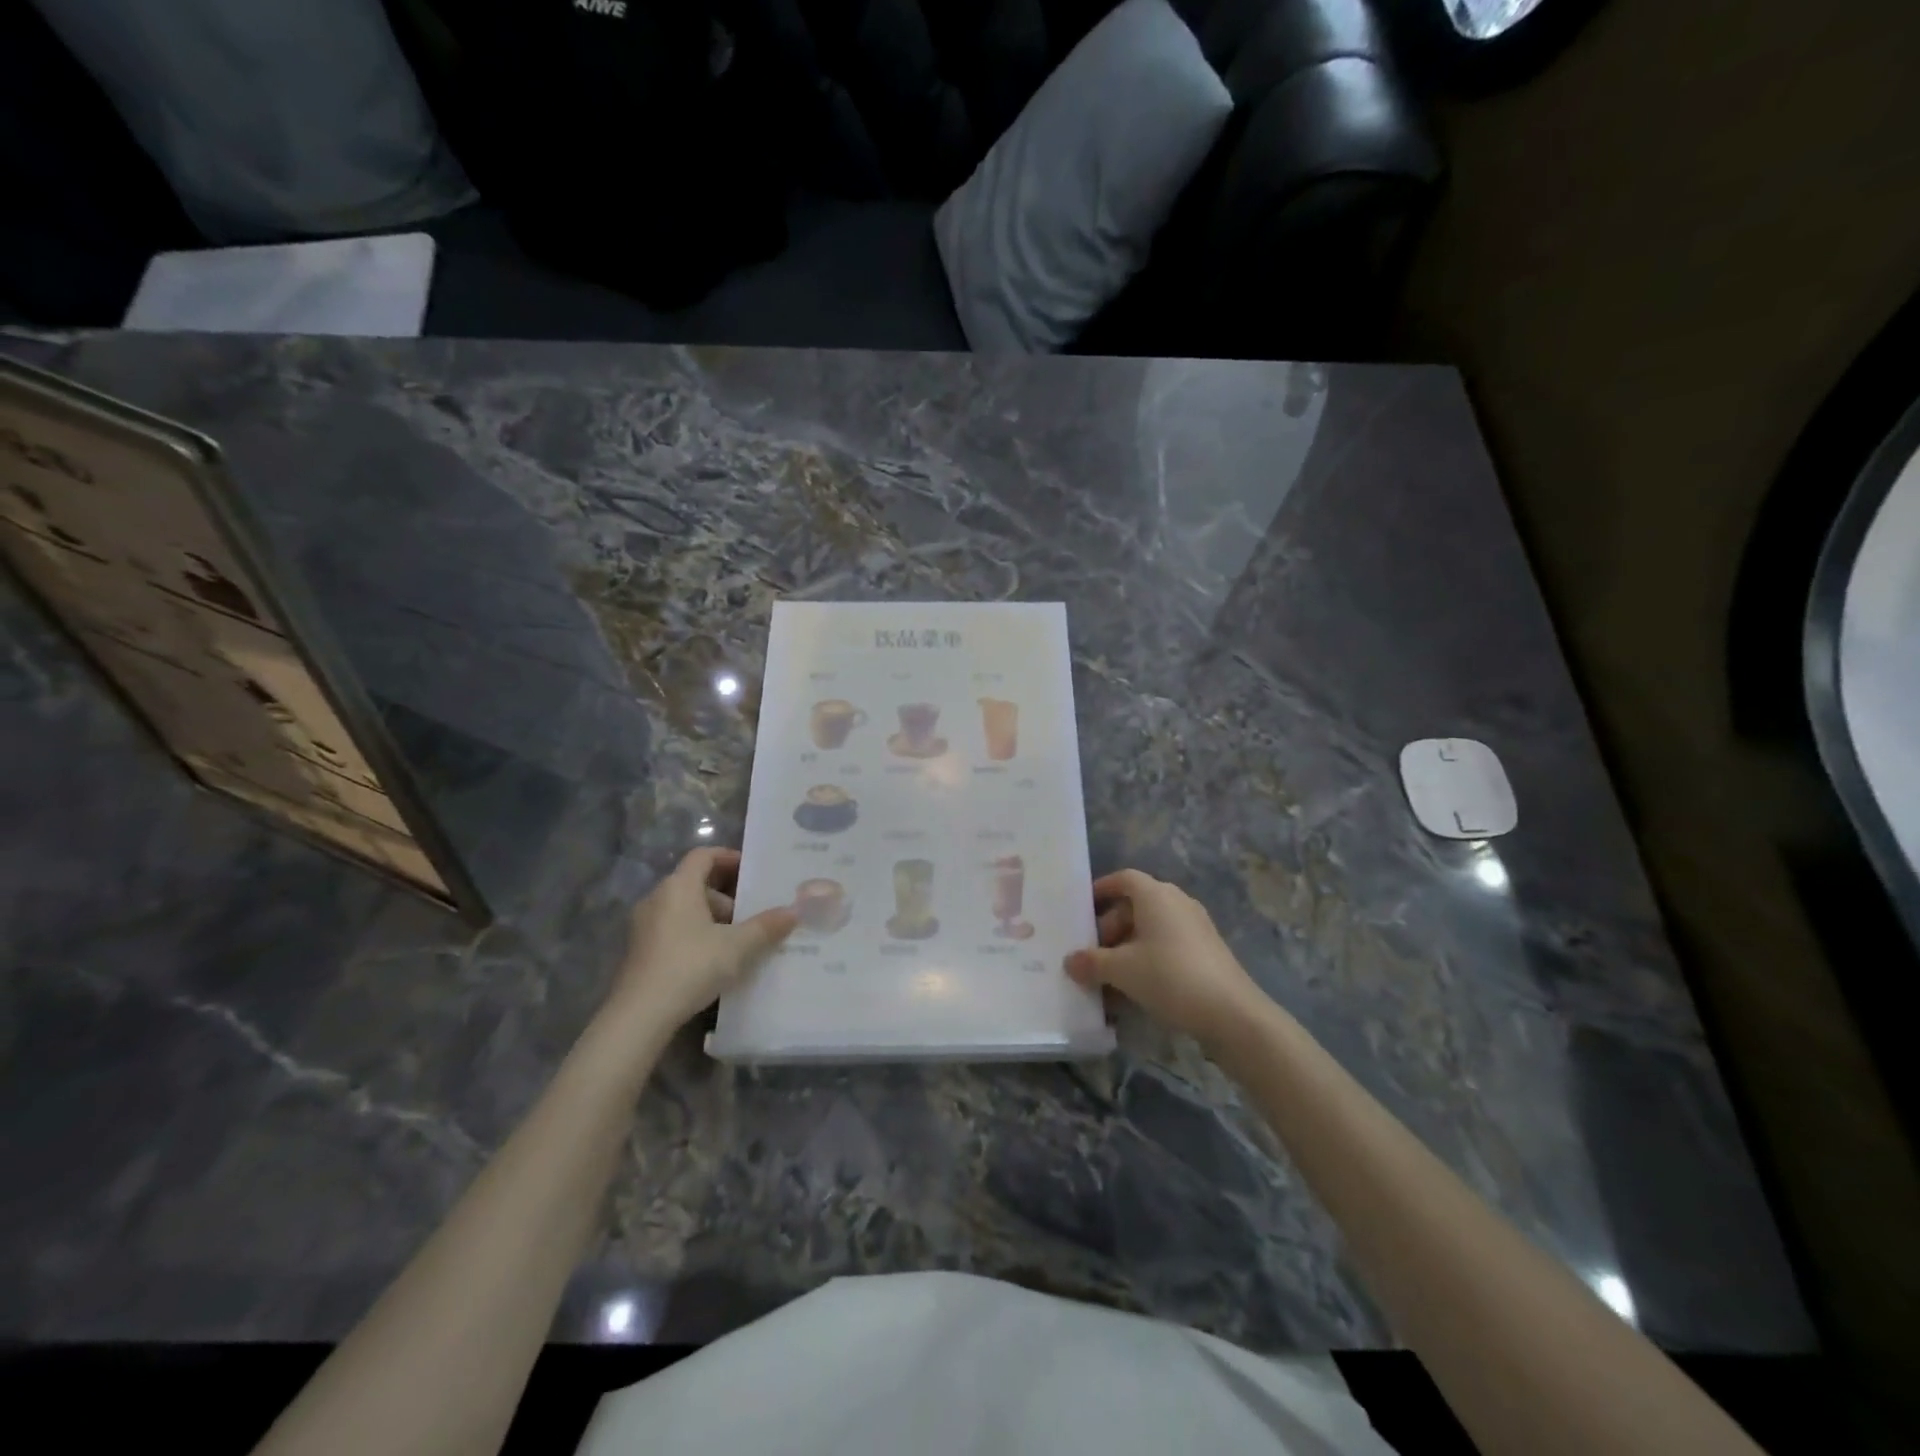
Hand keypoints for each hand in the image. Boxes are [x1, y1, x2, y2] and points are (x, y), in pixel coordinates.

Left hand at [605, 848, 796, 1032]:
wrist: (640, 1015)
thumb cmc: (691, 966)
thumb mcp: (737, 947)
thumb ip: (766, 927)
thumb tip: (794, 911)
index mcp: (679, 887)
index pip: (703, 855)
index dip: (729, 857)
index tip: (752, 870)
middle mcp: (657, 898)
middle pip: (695, 882)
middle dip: (726, 894)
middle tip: (752, 911)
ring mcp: (644, 925)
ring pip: (684, 907)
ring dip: (711, 916)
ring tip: (737, 938)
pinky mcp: (639, 950)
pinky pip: (673, 927)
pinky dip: (695, 932)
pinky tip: (714, 958)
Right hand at [1066, 869, 1266, 1046]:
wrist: (1231, 1013)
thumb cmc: (1170, 976)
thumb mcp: (1121, 970)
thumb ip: (1091, 963)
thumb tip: (1069, 961)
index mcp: (1156, 895)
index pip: (1124, 878)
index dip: (1102, 889)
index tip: (1082, 908)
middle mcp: (1177, 903)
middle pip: (1135, 906)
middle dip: (1110, 928)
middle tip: (1092, 955)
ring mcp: (1195, 927)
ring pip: (1151, 929)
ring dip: (1128, 948)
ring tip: (1109, 977)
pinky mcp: (1206, 951)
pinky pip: (1168, 946)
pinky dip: (1148, 959)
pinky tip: (1136, 989)